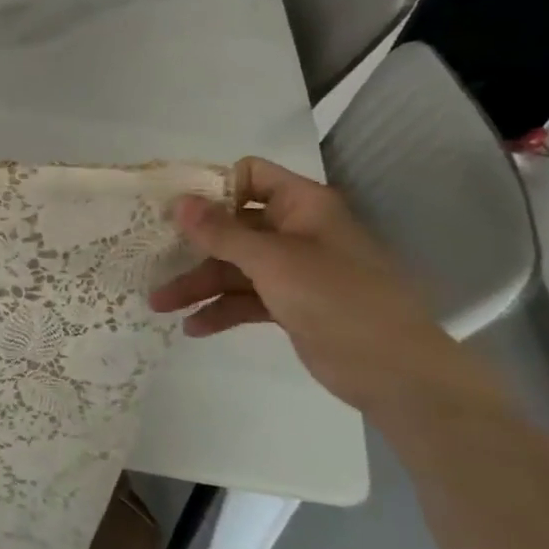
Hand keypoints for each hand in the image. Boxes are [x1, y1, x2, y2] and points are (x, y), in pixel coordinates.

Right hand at [149, 157, 505, 423]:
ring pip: (233, 267)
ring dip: (198, 284)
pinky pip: (245, 299)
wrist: (397, 372)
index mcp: (302, 206)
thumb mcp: (273, 261)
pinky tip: (192, 327)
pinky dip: (220, 310)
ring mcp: (293, 270)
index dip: (212, 187)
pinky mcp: (290, 305)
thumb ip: (221, 232)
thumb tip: (178, 201)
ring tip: (159, 305)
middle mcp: (296, 231)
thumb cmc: (338, 299)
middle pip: (232, 226)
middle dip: (192, 246)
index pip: (250, 176)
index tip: (173, 208)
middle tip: (151, 259)